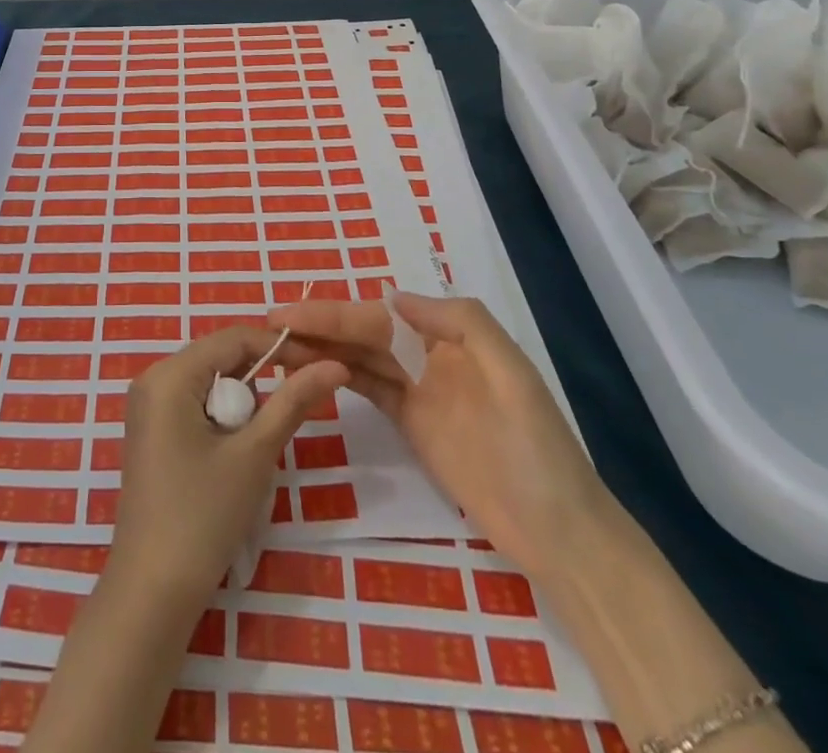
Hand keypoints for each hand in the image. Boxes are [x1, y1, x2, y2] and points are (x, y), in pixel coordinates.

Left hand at [110, 326, 348, 614]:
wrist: (152, 591)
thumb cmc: (203, 516)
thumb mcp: (254, 454)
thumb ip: (293, 402)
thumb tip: (335, 365)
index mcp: (169, 374)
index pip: (234, 338)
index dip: (280, 346)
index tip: (321, 364)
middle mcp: (152, 379)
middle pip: (220, 358)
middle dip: (260, 379)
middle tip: (293, 410)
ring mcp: (147, 406)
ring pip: (209, 382)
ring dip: (242, 404)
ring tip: (257, 446)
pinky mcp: (150, 432)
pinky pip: (194, 404)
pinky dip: (222, 419)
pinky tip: (232, 455)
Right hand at [269, 292, 607, 578]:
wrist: (559, 532)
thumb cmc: (537, 450)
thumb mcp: (514, 376)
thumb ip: (460, 323)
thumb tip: (392, 295)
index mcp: (450, 335)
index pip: (378, 317)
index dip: (333, 312)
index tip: (289, 313)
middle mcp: (428, 354)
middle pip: (363, 332)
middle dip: (318, 325)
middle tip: (268, 325)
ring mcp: (418, 390)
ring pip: (359, 357)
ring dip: (321, 348)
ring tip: (277, 346)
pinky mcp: (411, 423)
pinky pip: (368, 388)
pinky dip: (338, 374)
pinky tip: (308, 370)